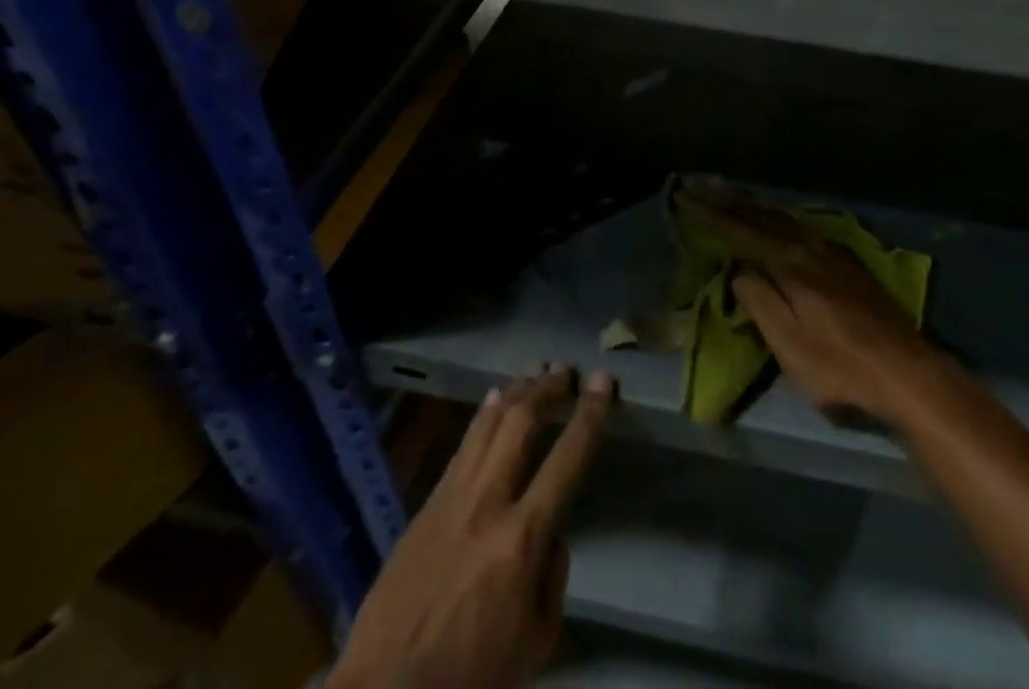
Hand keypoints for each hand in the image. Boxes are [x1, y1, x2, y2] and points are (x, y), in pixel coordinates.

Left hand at [331, 368, 615, 688]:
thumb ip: (552, 578)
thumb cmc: (470, 677)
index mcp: (521, 539)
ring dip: (517, 392)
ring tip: (536, 372)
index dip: (591, 413)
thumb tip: (552, 535)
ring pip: (488, 424)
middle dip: (549, 388)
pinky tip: (494, 402)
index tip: (604, 380)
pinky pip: (463, 446)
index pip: (568, 457)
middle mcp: (487, 503)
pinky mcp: (425, 506)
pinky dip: (485, 416)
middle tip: (569, 370)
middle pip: (521, 422)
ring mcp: (450, 499)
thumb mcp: (535, 643)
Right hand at [676, 180, 942, 423]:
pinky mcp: (847, 263)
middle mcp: (811, 247)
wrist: (906, 371)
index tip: (687, 196)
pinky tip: (777, 220)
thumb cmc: (840, 366)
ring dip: (755, 206)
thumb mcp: (790, 344)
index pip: (744, 230)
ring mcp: (833, 252)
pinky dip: (778, 218)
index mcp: (792, 264)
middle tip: (702, 186)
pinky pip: (801, 227)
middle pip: (765, 217)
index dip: (713, 214)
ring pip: (785, 219)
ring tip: (732, 195)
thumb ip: (761, 302)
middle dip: (731, 201)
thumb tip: (739, 270)